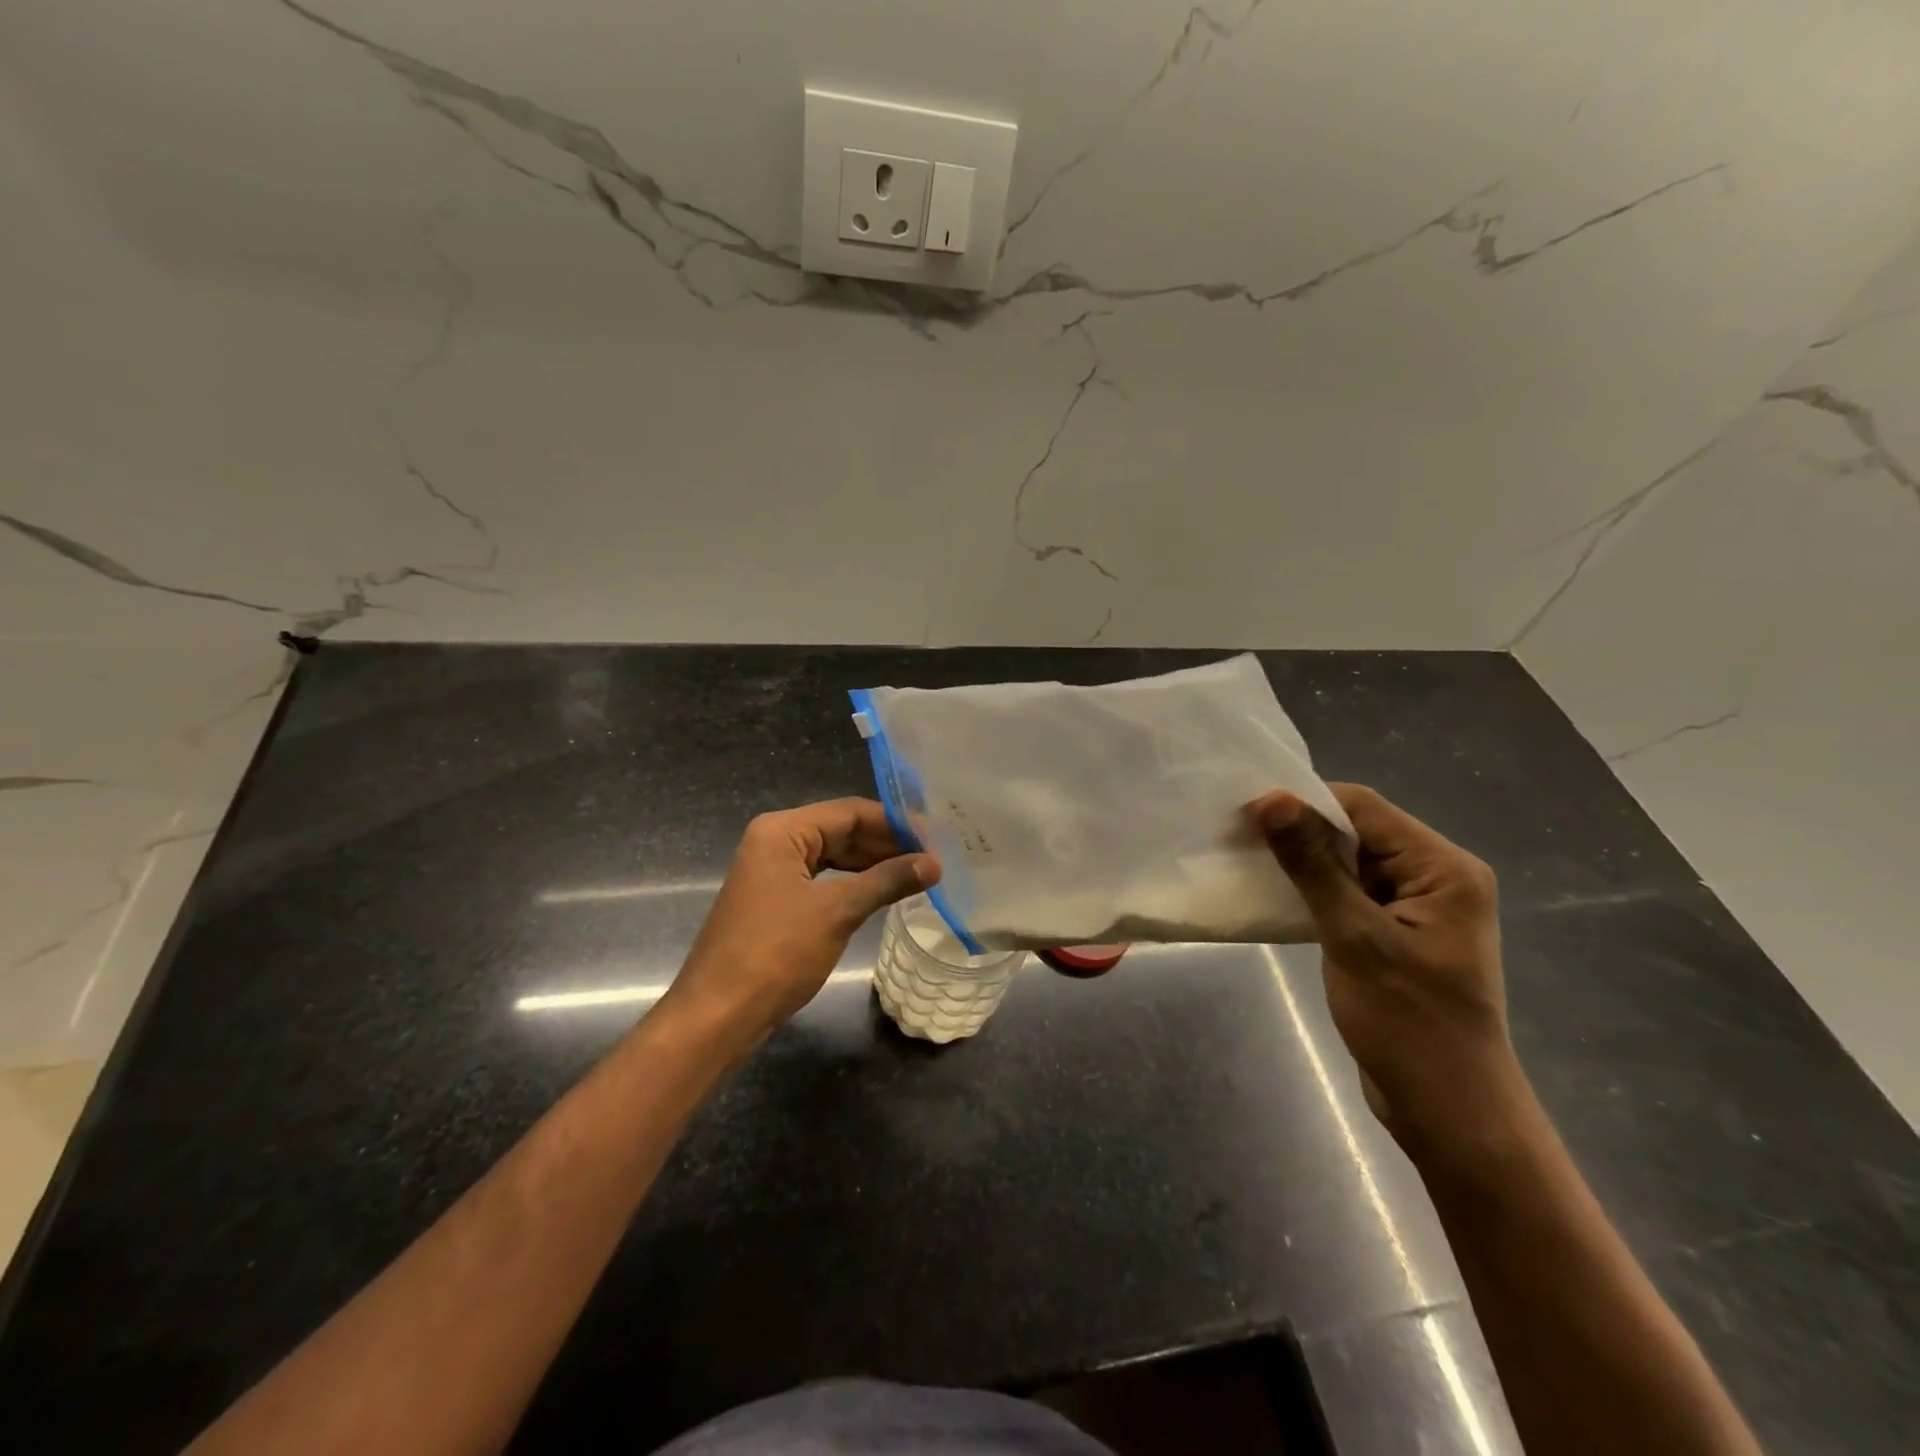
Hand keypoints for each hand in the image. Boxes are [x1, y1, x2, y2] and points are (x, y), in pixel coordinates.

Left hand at [666, 798, 940, 1035]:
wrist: (718, 1014)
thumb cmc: (776, 954)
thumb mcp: (837, 912)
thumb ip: (887, 881)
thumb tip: (934, 863)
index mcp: (782, 831)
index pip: (849, 812)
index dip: (895, 823)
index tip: (935, 837)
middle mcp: (774, 841)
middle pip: (840, 830)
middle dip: (886, 843)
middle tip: (932, 856)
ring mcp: (772, 871)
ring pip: (833, 855)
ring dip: (872, 864)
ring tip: (917, 872)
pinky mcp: (775, 899)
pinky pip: (822, 879)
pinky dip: (853, 883)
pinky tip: (882, 891)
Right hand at [1249, 783, 1528, 1155]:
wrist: (1448, 1111)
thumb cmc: (1408, 1023)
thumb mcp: (1354, 937)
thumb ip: (1312, 864)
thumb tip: (1271, 799)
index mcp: (1444, 868)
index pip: (1364, 808)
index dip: (1304, 803)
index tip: (1246, 812)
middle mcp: (1437, 877)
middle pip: (1359, 831)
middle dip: (1300, 831)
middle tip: (1239, 835)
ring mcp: (1418, 906)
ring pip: (1350, 861)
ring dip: (1304, 860)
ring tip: (1248, 859)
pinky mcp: (1398, 931)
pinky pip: (1351, 892)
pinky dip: (1315, 888)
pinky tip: (1277, 892)